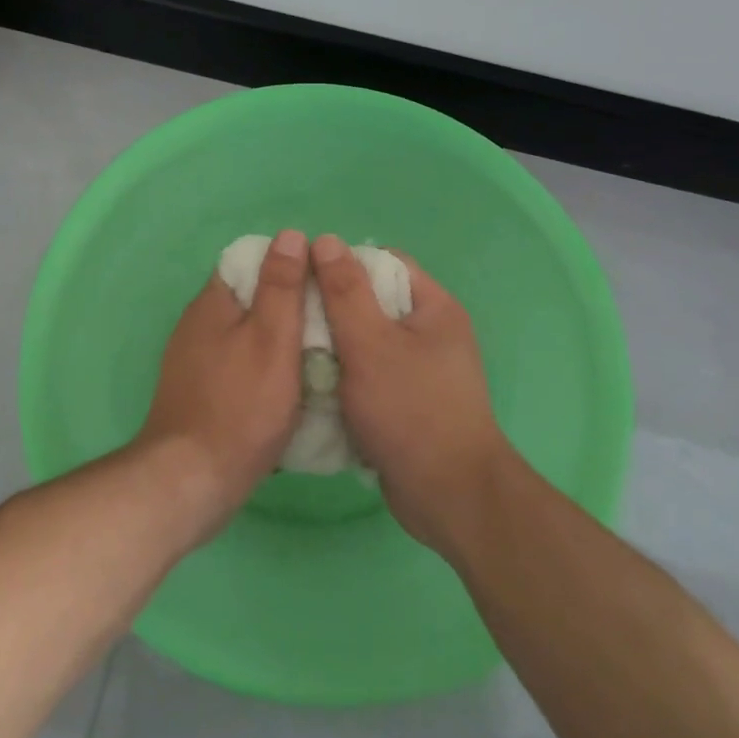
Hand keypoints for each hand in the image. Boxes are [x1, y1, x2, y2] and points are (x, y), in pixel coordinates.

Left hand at [137, 228, 307, 541]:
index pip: (250, 262)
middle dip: (286, 305)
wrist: (192, 480)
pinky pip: (237, 366)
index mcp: (212, 303)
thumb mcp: (272, 338)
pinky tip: (287, 388)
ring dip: (277, 340)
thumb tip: (291, 235)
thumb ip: (281, 287)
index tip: (322, 281)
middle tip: (328, 320)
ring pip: (244, 335)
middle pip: (248, 299)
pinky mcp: (199, 393)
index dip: (287, 265)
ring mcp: (193, 361)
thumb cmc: (241, 405)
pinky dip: (263, 368)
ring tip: (317, 354)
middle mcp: (197, 325)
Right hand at [311, 233, 512, 552]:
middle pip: (372, 303)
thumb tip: (325, 240)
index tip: (303, 277)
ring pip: (366, 343)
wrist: (449, 497)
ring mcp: (420, 371)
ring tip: (292, 350)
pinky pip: (368, 376)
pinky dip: (343, 378)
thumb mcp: (370, 344)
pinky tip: (311, 385)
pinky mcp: (407, 404)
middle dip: (330, 308)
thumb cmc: (411, 411)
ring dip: (332, 347)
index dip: (343, 263)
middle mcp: (431, 333)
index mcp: (433, 307)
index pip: (384, 262)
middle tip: (290, 316)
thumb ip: (345, 292)